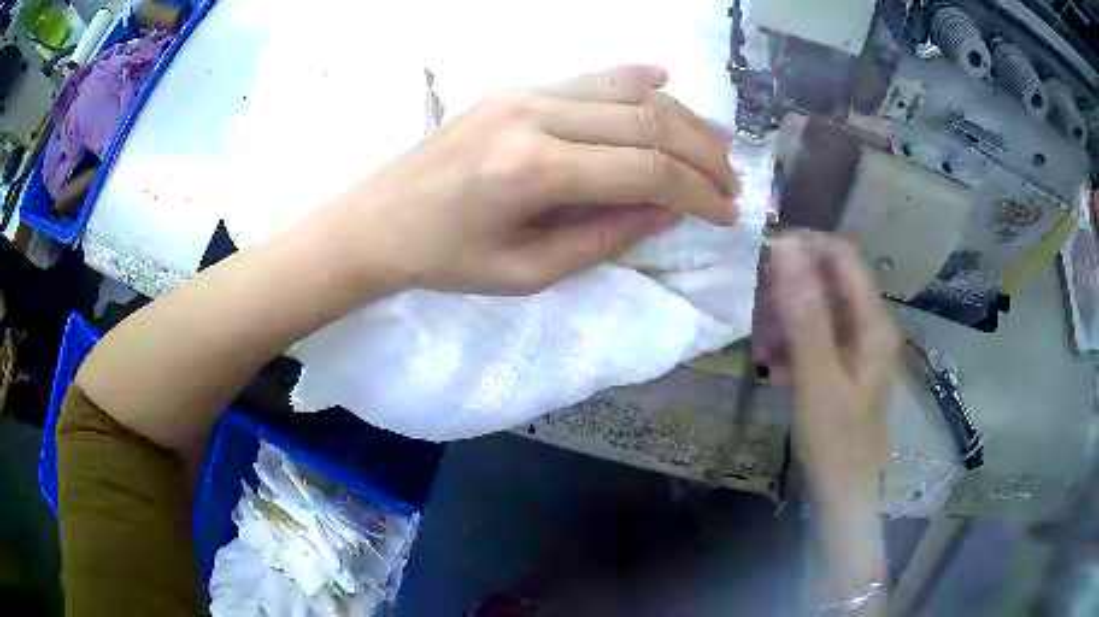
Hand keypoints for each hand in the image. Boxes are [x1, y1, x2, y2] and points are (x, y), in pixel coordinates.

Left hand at [328, 65, 739, 294]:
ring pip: (627, 90)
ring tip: (716, 143)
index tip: (728, 212)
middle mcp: (535, 116)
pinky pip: (590, 75)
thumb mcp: (528, 272)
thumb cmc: (446, 260)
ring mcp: (525, 93)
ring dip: (681, 116)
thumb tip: (669, 210)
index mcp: (533, 171)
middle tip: (732, 181)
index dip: (698, 192)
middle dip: (703, 153)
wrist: (379, 220)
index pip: (646, 170)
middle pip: (648, 120)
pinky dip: (636, 78)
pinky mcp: (517, 88)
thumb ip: (606, 237)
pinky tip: (666, 82)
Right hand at [767, 232, 900, 508]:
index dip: (803, 246)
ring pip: (818, 309)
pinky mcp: (844, 364)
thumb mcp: (817, 378)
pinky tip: (773, 365)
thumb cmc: (835, 441)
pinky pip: (815, 336)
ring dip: (786, 318)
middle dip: (789, 289)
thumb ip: (804, 314)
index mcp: (873, 322)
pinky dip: (791, 343)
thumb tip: (785, 249)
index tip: (761, 257)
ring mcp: (858, 346)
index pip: (842, 255)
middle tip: (755, 310)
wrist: (843, 494)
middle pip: (828, 281)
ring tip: (761, 346)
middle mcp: (870, 325)